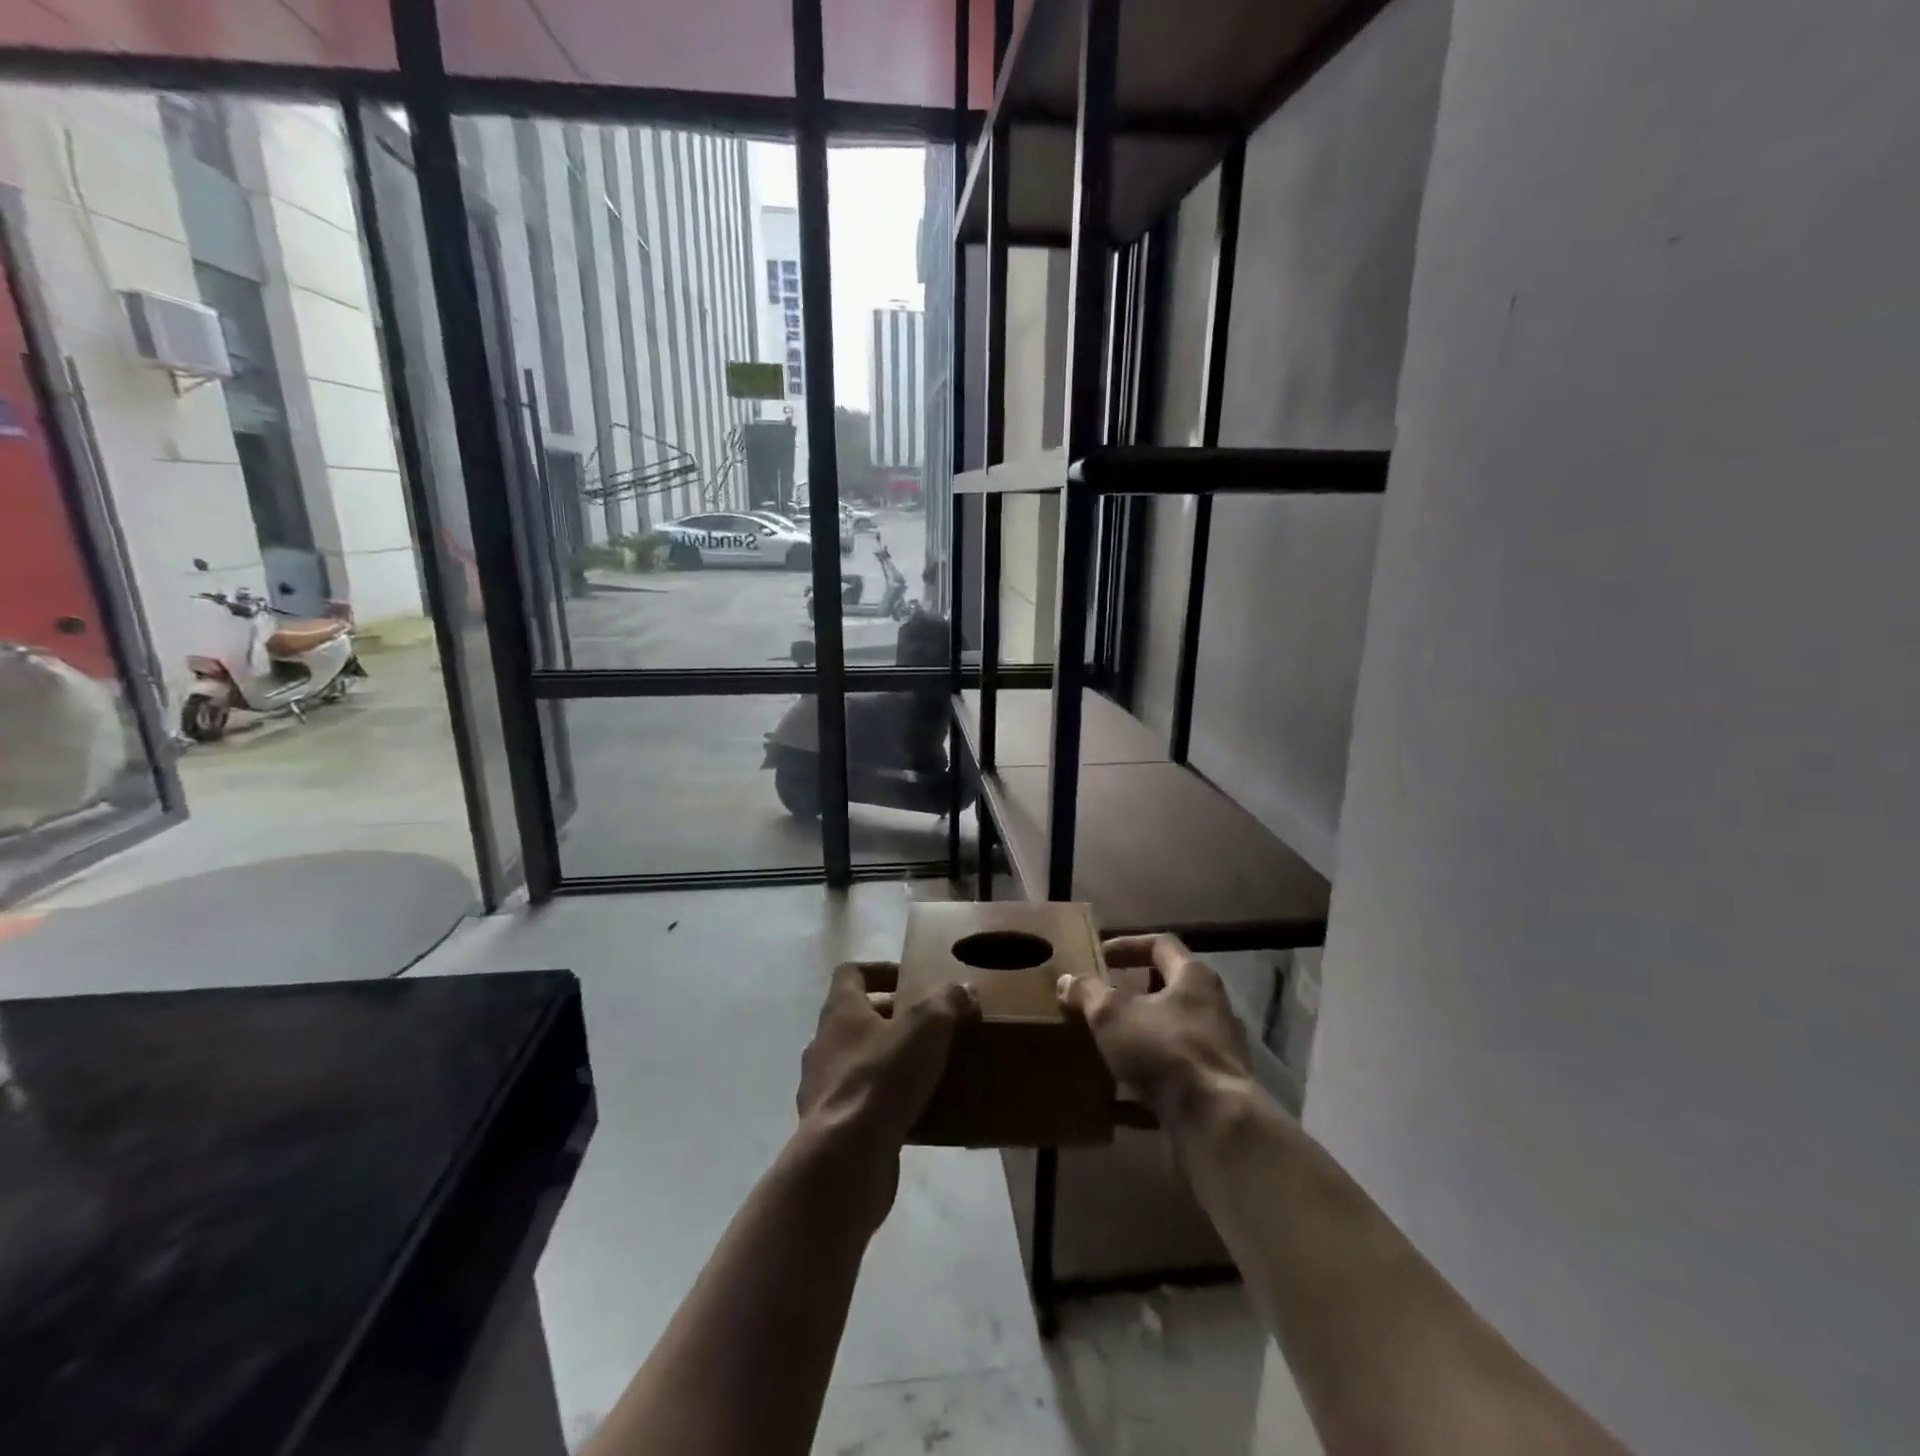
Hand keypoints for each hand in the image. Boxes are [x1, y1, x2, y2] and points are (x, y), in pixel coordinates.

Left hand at [794, 963, 976, 1221]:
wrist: (844, 1160)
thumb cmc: (882, 1078)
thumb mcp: (927, 1027)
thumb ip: (947, 1001)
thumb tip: (962, 989)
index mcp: (839, 1011)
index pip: (851, 973)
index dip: (880, 971)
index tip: (912, 980)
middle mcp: (824, 1043)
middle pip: (857, 1018)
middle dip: (894, 1019)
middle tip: (932, 1026)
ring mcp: (823, 1088)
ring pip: (860, 1062)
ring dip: (890, 1061)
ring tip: (930, 1069)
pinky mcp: (832, 1127)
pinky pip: (862, 1103)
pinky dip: (886, 1102)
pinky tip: (918, 1112)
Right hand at [1058, 935, 1252, 1128]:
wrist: (1214, 1121)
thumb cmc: (1163, 1049)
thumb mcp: (1112, 1014)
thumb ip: (1088, 993)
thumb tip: (1067, 980)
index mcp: (1193, 977)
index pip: (1161, 945)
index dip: (1128, 945)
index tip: (1100, 956)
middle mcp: (1213, 1007)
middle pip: (1170, 989)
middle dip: (1135, 993)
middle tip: (1104, 1000)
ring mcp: (1218, 1050)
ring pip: (1172, 1033)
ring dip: (1141, 1037)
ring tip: (1107, 1045)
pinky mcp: (1215, 1088)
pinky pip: (1174, 1075)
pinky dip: (1147, 1081)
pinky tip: (1118, 1098)